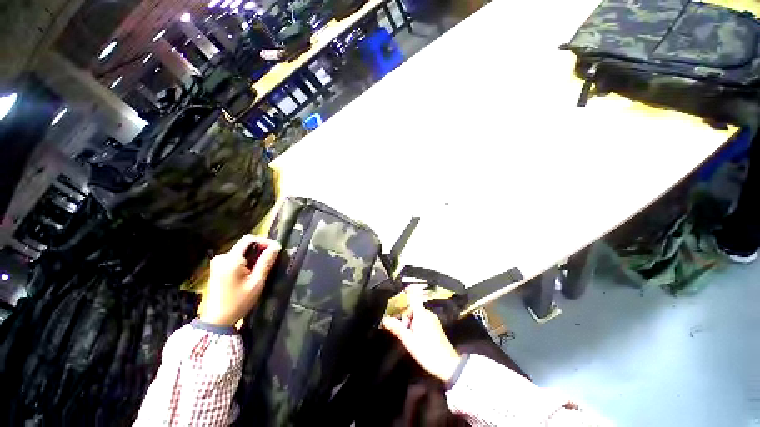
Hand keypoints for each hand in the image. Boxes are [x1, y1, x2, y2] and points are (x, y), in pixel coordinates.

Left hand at [199, 235, 280, 326]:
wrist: (217, 319)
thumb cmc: (239, 301)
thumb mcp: (257, 281)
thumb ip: (266, 261)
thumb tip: (276, 246)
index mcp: (231, 259)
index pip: (249, 239)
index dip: (264, 241)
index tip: (275, 249)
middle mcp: (222, 257)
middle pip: (245, 245)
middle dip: (260, 249)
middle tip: (271, 260)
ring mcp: (217, 262)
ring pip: (241, 251)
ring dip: (253, 256)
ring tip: (262, 267)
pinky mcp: (217, 268)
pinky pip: (235, 257)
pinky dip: (246, 261)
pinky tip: (251, 272)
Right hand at [382, 285, 460, 382]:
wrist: (448, 365)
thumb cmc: (427, 351)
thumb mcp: (408, 340)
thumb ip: (396, 328)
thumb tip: (385, 319)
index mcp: (421, 314)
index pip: (413, 297)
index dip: (405, 293)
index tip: (397, 297)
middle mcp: (428, 313)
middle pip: (412, 307)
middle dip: (404, 315)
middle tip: (401, 328)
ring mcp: (432, 320)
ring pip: (417, 314)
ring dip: (409, 321)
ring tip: (407, 335)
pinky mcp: (435, 326)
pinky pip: (422, 320)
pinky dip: (415, 325)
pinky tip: (414, 337)